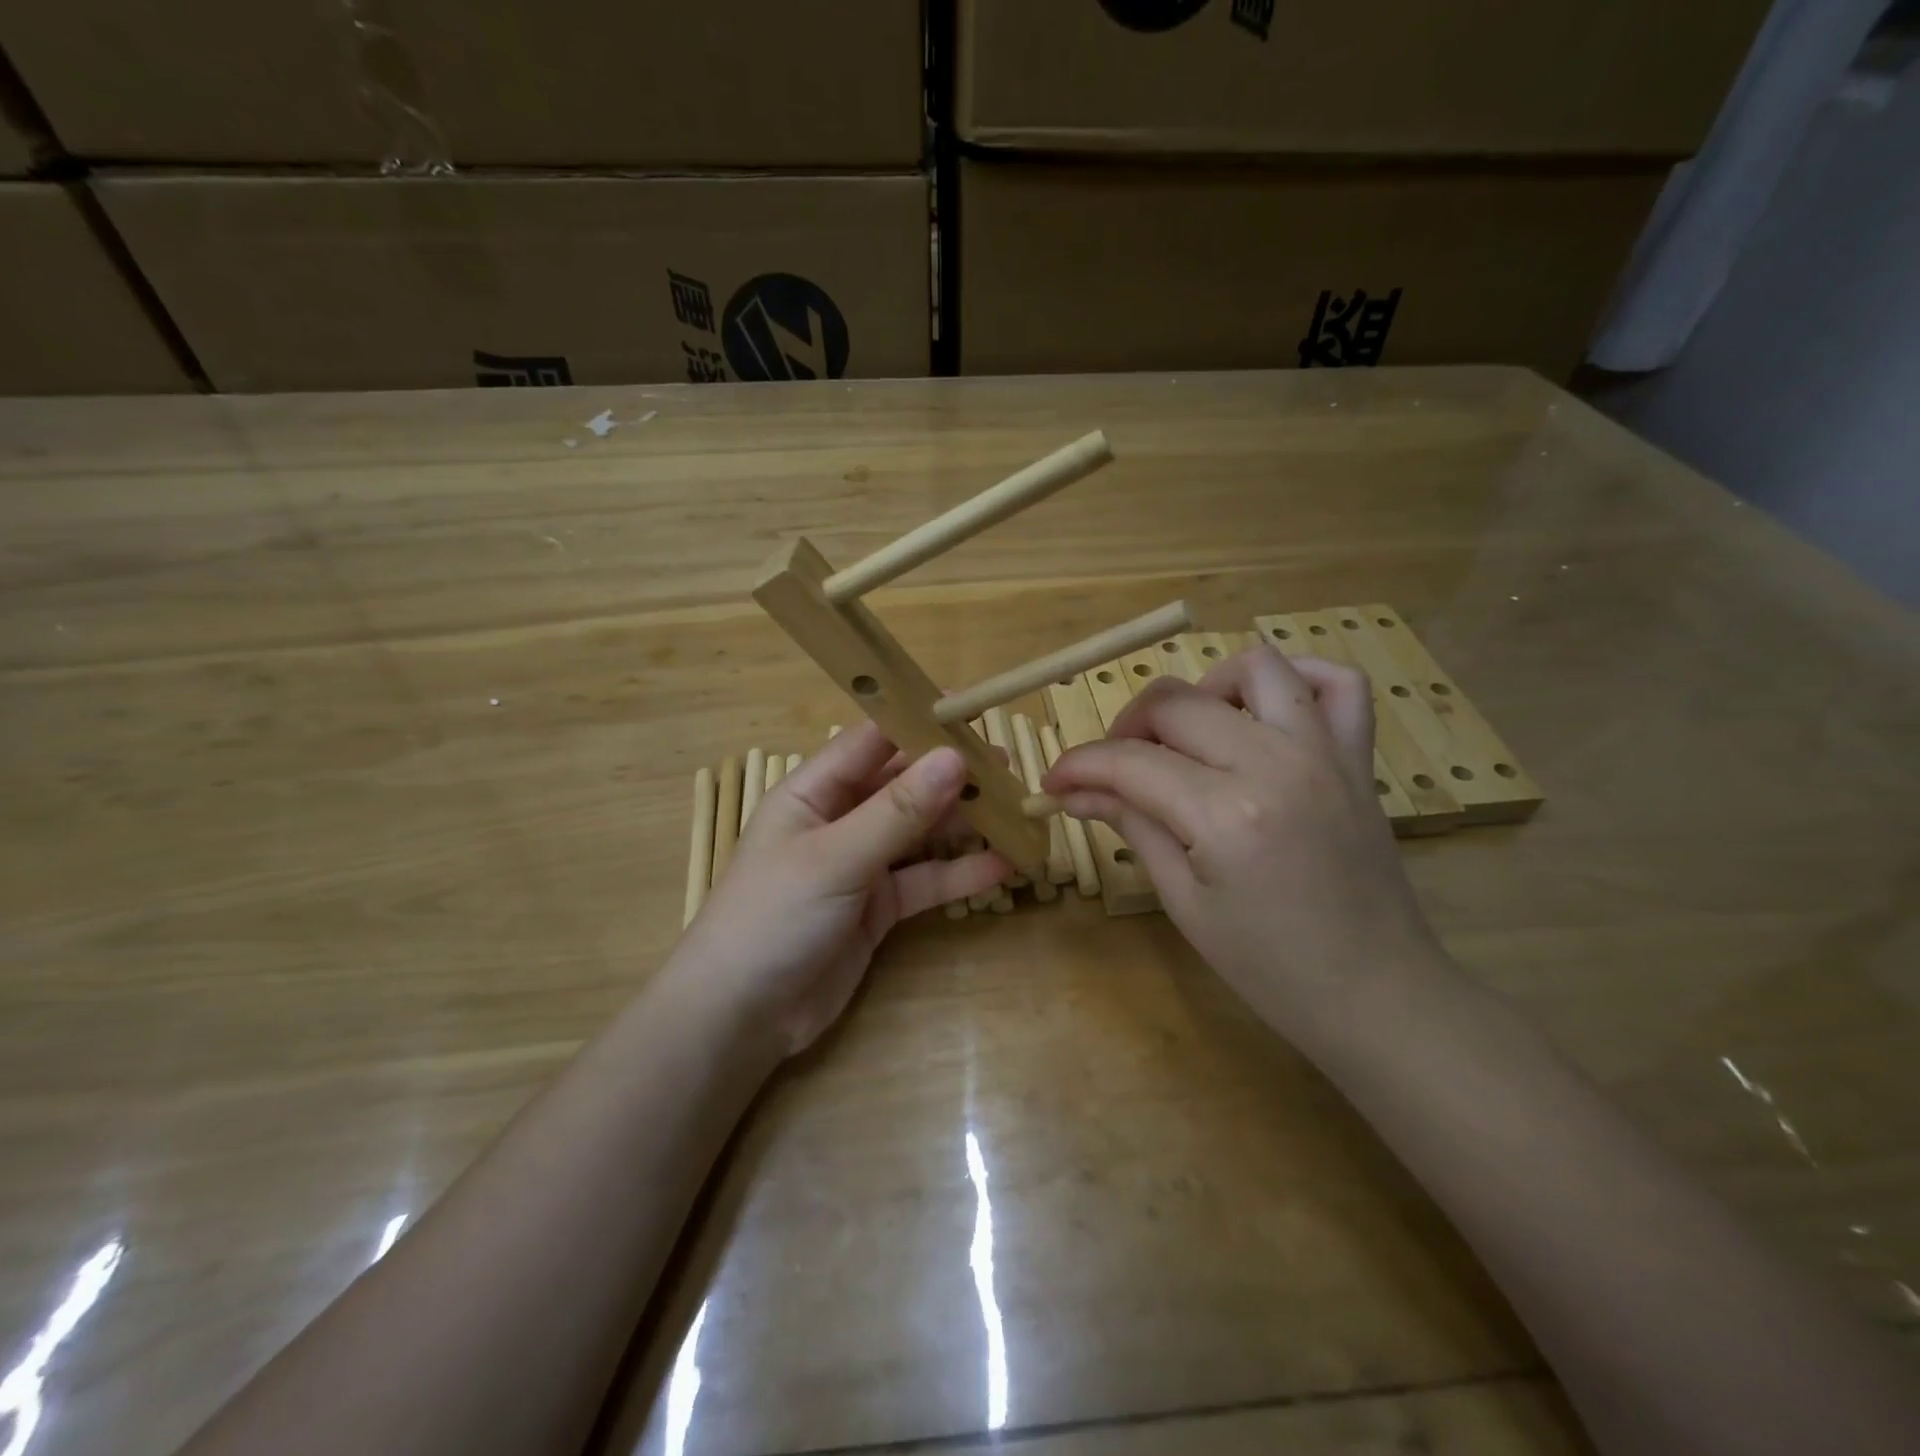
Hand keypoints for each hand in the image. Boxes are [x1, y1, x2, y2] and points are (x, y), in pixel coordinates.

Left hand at [678, 724, 1010, 1055]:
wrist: (741, 1018)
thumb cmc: (774, 917)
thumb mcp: (835, 858)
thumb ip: (898, 811)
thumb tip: (955, 757)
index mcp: (813, 792)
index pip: (871, 742)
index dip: (917, 724)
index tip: (971, 713)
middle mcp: (839, 820)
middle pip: (903, 786)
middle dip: (951, 777)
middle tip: (1008, 769)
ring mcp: (861, 865)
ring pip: (920, 833)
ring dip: (964, 824)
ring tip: (1017, 810)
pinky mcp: (879, 908)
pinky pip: (925, 880)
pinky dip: (960, 873)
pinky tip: (1003, 866)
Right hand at [1042, 646, 1442, 1032]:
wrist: (1375, 994)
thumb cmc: (1268, 965)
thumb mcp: (1183, 900)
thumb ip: (1130, 825)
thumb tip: (1073, 790)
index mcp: (1226, 814)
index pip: (1129, 762)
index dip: (1078, 766)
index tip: (1053, 782)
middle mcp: (1276, 764)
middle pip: (1176, 702)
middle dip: (1125, 729)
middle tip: (1112, 772)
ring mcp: (1325, 753)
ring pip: (1254, 666)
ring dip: (1203, 689)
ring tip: (1189, 735)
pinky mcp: (1358, 758)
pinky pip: (1337, 683)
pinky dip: (1296, 679)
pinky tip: (1263, 714)